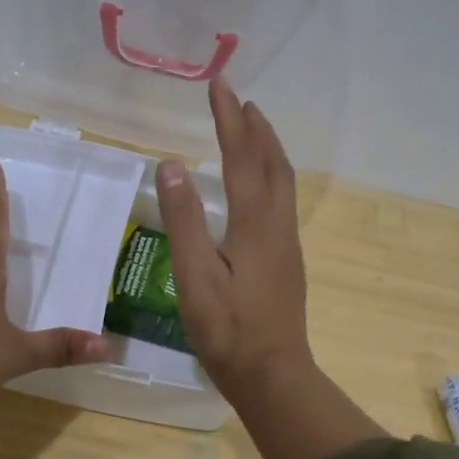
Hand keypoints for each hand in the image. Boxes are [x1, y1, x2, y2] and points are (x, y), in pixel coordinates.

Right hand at [156, 78, 313, 400]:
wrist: (273, 375)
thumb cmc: (228, 330)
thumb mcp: (195, 278)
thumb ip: (184, 222)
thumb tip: (172, 167)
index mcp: (255, 225)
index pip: (241, 158)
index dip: (229, 120)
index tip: (220, 84)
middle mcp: (277, 226)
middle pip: (272, 164)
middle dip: (256, 128)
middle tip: (239, 99)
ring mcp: (287, 245)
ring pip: (282, 183)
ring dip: (267, 149)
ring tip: (251, 130)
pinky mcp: (286, 262)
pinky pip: (281, 202)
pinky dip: (269, 176)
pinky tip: (256, 187)